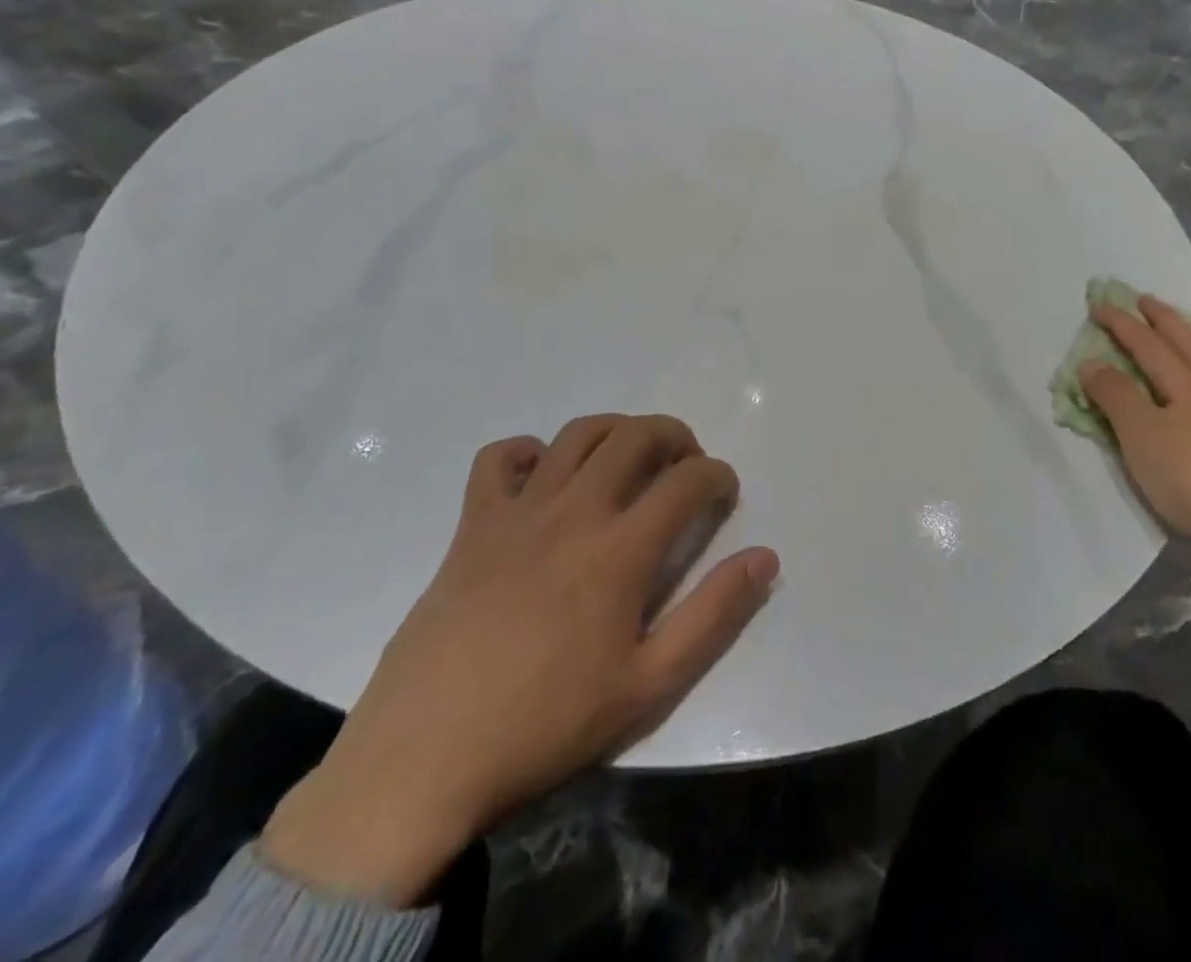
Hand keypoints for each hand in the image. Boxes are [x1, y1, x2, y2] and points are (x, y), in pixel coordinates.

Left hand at [260, 415, 778, 905]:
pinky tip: (541, 477)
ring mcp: (518, 511)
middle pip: (636, 435)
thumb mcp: (648, 686)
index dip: (718, 476)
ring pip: (577, 435)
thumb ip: (713, 615)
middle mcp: (574, 512)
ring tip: (628, 458)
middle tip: (684, 464)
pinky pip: (498, 459)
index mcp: (620, 550)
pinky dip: (527, 452)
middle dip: (674, 435)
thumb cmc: (546, 725)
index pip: (687, 481)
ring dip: (616, 431)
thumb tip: (765, 558)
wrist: (425, 759)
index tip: (724, 493)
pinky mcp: (472, 524)